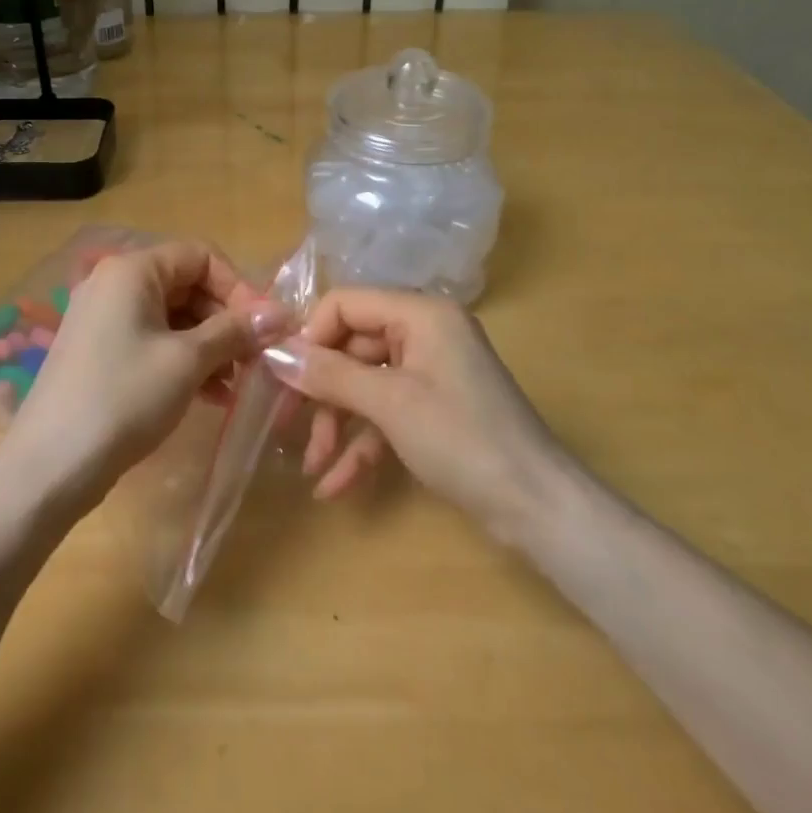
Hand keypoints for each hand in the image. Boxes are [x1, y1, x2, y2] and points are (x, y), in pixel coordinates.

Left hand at [7, 240, 287, 501]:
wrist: (49, 466)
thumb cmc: (123, 398)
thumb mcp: (187, 361)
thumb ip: (234, 331)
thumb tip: (281, 314)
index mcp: (132, 270)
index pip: (200, 256)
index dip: (238, 287)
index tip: (264, 327)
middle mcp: (114, 283)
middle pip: (187, 285)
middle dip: (226, 320)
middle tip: (255, 359)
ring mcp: (103, 318)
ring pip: (172, 317)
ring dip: (209, 345)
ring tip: (235, 384)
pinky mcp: (99, 352)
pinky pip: (153, 340)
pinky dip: (183, 360)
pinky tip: (209, 394)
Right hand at [264, 289, 565, 535]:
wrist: (537, 508)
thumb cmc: (462, 440)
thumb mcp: (389, 404)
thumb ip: (329, 374)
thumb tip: (274, 352)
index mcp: (420, 314)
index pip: (346, 304)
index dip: (311, 336)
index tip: (282, 376)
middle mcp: (425, 334)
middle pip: (352, 348)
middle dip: (321, 393)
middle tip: (286, 427)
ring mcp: (431, 373)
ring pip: (365, 385)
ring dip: (337, 425)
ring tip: (312, 467)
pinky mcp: (435, 410)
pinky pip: (386, 415)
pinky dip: (362, 445)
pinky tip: (335, 487)